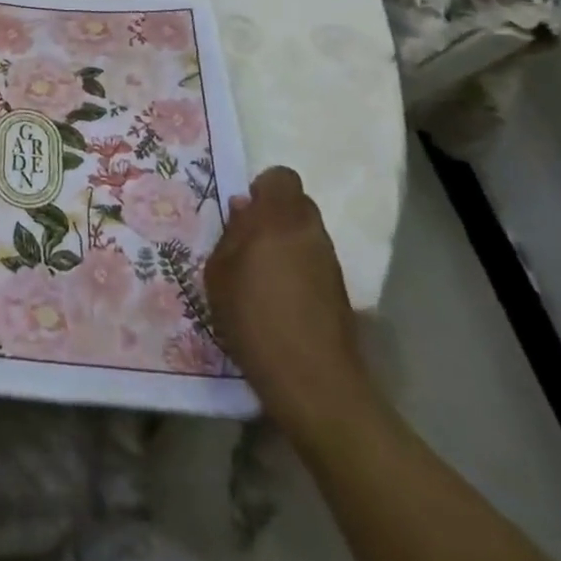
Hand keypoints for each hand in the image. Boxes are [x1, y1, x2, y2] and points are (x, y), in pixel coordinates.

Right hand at [206, 166, 376, 439]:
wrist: (314, 382)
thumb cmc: (255, 319)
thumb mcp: (220, 274)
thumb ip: (230, 235)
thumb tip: (243, 210)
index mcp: (279, 219)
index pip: (281, 178)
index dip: (262, 188)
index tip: (243, 212)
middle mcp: (311, 232)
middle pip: (296, 204)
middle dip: (273, 215)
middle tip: (247, 242)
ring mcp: (331, 263)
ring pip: (307, 234)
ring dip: (286, 244)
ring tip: (260, 276)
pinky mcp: (341, 293)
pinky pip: (314, 263)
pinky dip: (298, 271)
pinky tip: (279, 301)